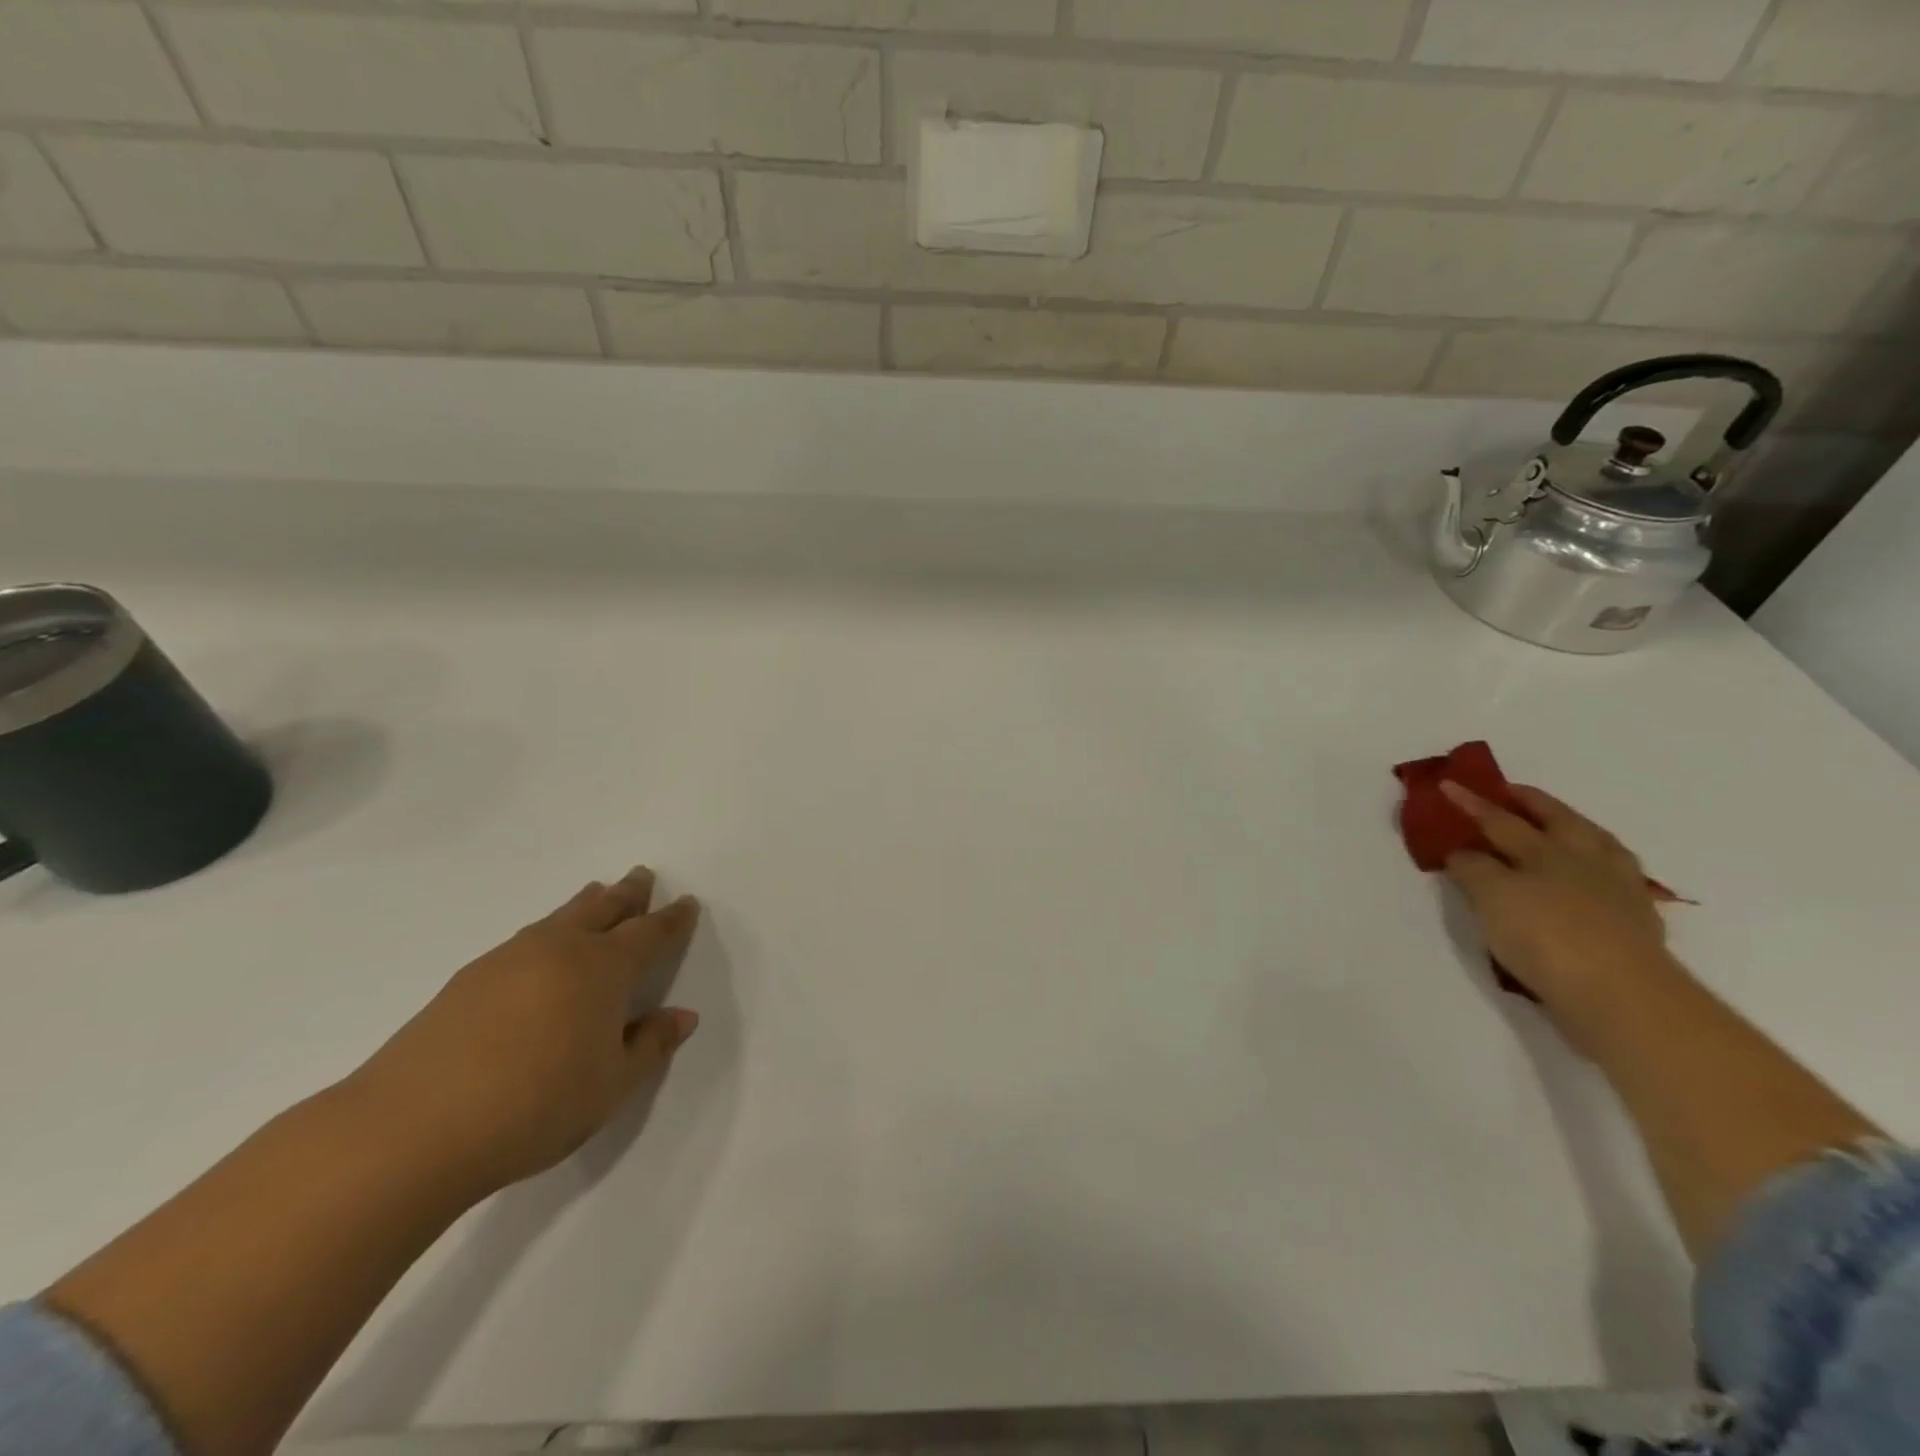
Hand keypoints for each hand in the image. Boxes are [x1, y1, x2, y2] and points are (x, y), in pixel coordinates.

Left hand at [349, 867, 701, 1194]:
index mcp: (604, 969)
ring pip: (559, 918)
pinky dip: (547, 930)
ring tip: (597, 892)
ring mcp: (509, 960)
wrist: (412, 1128)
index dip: (672, 919)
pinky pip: (526, 938)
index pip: (649, 933)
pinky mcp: (468, 980)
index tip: (686, 902)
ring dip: (585, 903)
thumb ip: (651, 1046)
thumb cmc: (535, 1105)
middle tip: (643, 874)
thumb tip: (682, 1015)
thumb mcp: (612, 1085)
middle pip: (603, 908)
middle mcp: (560, 950)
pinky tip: (540, 947)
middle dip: (628, 892)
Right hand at [1440, 781, 1685, 1046]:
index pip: (1499, 820)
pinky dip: (1598, 870)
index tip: (1447, 786)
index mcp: (1547, 850)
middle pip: (1556, 821)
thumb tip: (1463, 853)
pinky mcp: (1637, 923)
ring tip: (1559, 827)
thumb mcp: (1492, 898)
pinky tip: (1590, 879)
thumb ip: (1474, 869)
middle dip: (1530, 804)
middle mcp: (1584, 861)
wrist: (1621, 995)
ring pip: (1596, 846)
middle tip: (1509, 792)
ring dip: (1574, 830)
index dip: (1471, 804)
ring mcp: (1618, 890)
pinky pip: (1615, 880)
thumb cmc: (1546, 937)